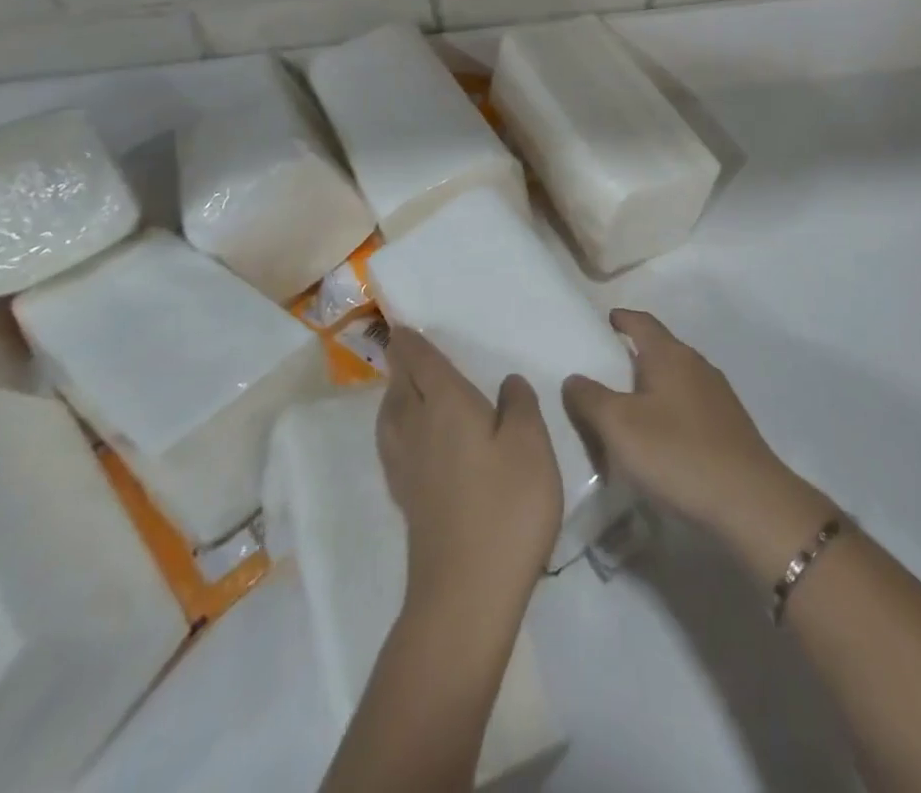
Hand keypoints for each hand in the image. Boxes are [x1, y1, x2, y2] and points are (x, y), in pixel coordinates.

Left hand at [377, 328, 563, 614]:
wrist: (466, 594)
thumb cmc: (506, 506)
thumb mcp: (530, 445)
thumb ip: (519, 405)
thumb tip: (506, 383)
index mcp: (446, 406)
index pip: (422, 363)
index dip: (412, 342)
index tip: (402, 326)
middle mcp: (418, 429)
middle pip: (400, 387)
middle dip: (401, 364)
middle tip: (406, 349)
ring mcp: (407, 468)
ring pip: (391, 417)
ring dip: (394, 395)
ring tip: (405, 388)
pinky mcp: (408, 500)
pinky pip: (393, 444)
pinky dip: (397, 426)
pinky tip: (412, 439)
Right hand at [563, 310, 834, 569]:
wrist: (749, 502)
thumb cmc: (678, 453)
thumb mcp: (619, 426)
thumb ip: (590, 398)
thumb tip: (574, 378)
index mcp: (670, 355)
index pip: (642, 322)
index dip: (621, 319)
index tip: (603, 321)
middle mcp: (696, 365)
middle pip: (659, 349)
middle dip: (632, 355)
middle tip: (601, 370)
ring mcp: (717, 396)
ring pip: (675, 379)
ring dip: (650, 386)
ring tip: (624, 406)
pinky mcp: (728, 426)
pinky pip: (688, 406)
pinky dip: (667, 411)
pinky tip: (657, 436)